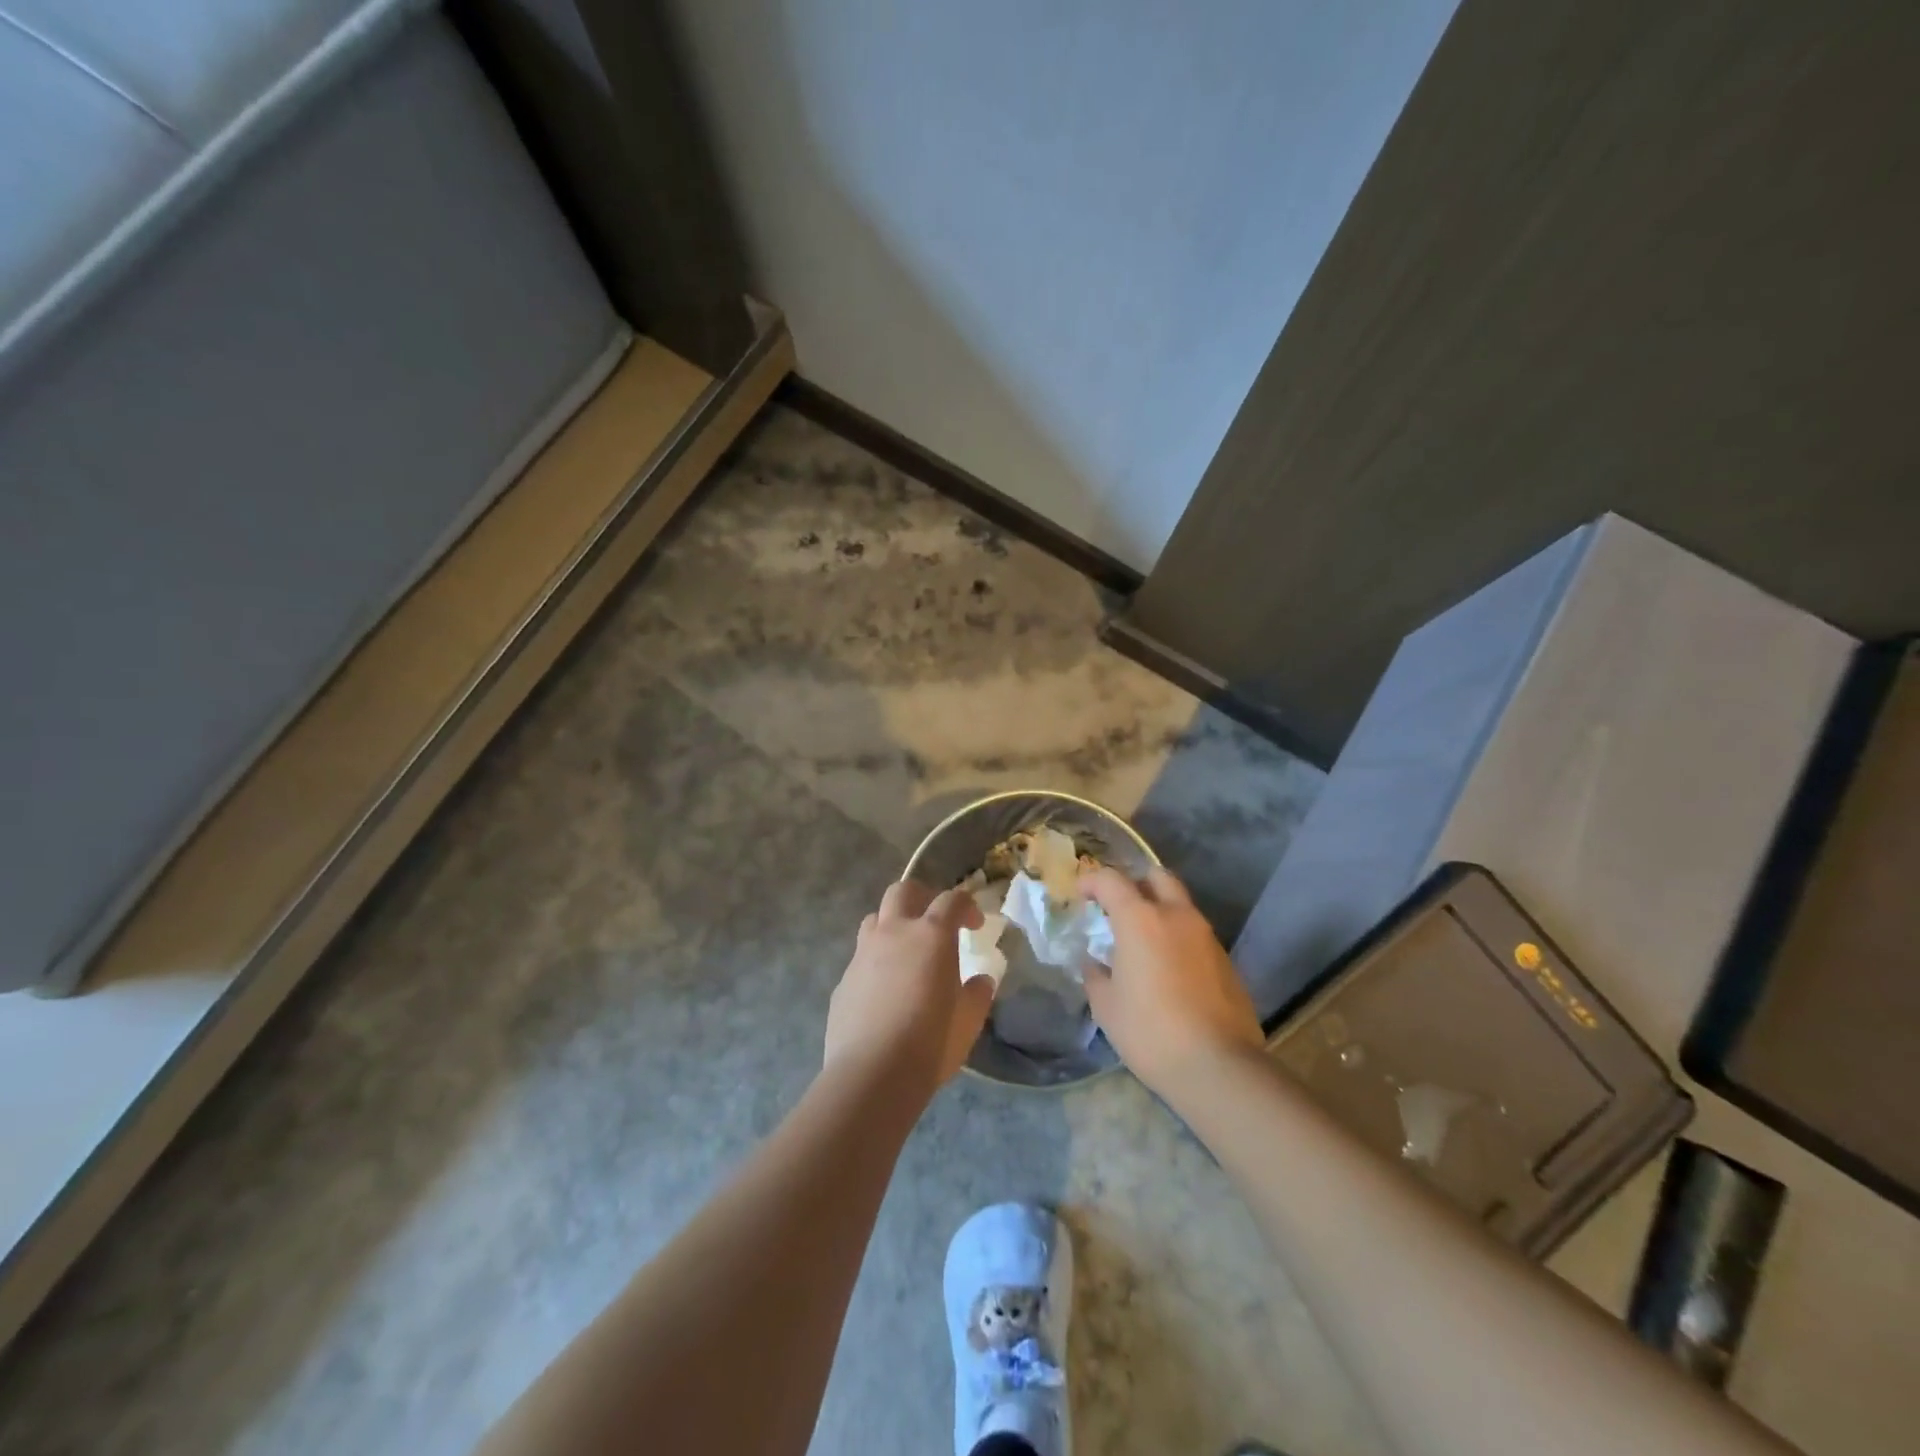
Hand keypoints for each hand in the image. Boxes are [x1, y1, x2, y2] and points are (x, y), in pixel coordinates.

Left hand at [824, 880, 994, 1098]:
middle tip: (935, 921)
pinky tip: (884, 992)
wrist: (871, 1075)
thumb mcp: (968, 1021)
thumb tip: (980, 981)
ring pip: (876, 919)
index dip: (966, 906)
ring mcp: (863, 954)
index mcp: (931, 936)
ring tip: (906, 951)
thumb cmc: (930, 1043)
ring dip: (893, 924)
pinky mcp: (843, 981)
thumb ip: (977, 994)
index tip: (975, 926)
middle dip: (922, 897)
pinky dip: (876, 962)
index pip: (951, 900)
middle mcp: (894, 933)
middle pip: (903, 891)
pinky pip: (861, 958)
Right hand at [1082, 867, 1263, 1096]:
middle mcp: (1177, 916)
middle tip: (1119, 907)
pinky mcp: (1226, 961)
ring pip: (1181, 905)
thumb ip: (1096, 976)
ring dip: (1160, 911)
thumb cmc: (1150, 1032)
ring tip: (1142, 942)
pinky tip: (1168, 969)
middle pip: (1157, 876)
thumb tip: (1094, 964)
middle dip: (1136, 883)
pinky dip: (1178, 938)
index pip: (1112, 880)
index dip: (1092, 881)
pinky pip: (1196, 935)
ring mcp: (1207, 937)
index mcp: (1141, 920)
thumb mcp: (1107, 1007)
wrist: (1219, 1067)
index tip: (1081, 895)